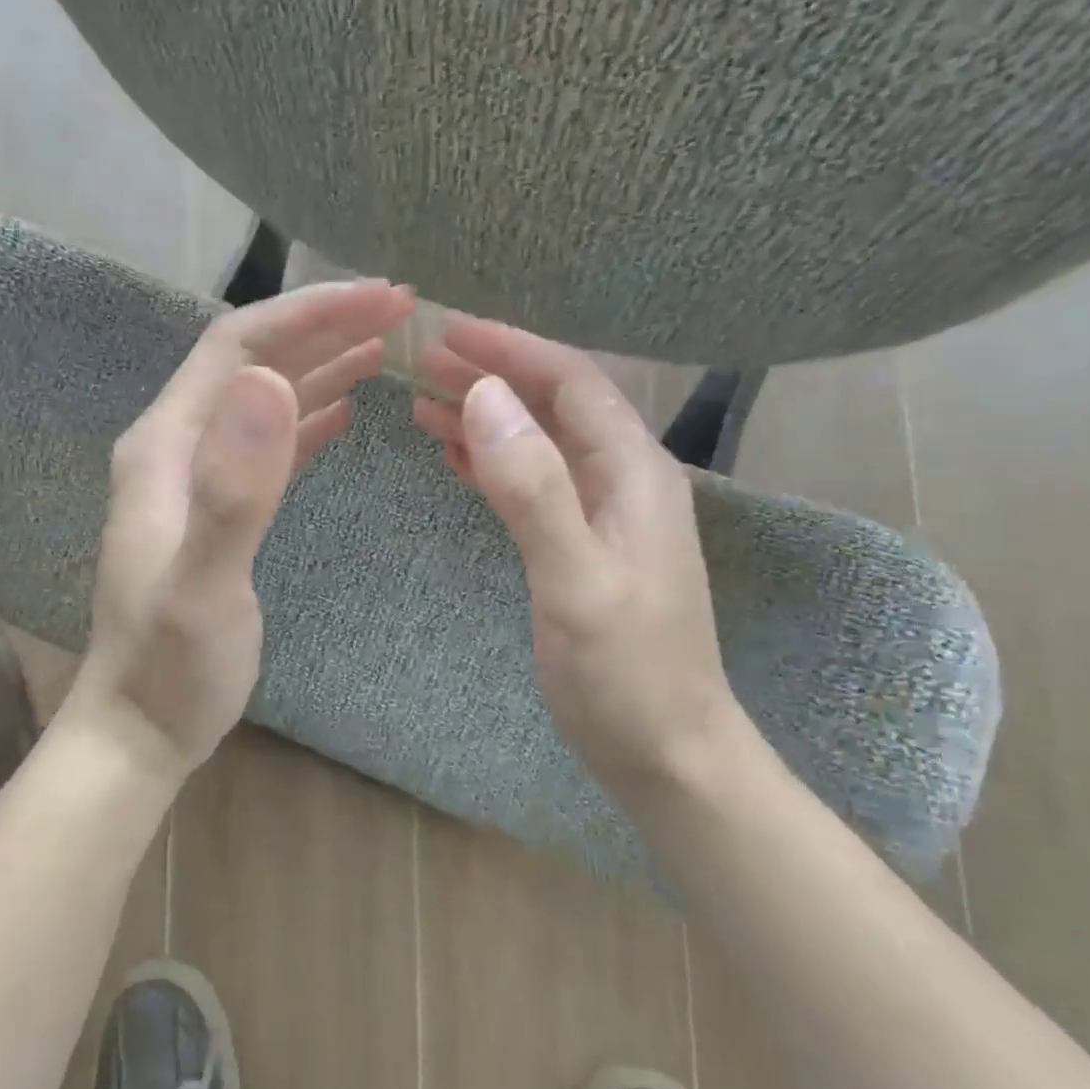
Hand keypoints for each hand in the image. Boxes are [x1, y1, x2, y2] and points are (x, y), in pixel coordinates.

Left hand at [69, 279, 414, 782]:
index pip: (240, 345)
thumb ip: (234, 488)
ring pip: (264, 400)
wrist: (142, 726)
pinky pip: (268, 445)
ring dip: (323, 367)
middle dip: (326, 328)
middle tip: (402, 313)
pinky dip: (308, 419)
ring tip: (386, 349)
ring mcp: (197, 479)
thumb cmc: (173, 666)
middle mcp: (177, 447)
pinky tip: (344, 413)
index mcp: (167, 445)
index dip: (311, 313)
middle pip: (254, 363)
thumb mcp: (204, 584)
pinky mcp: (219, 510)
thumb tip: (270, 383)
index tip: (384, 299)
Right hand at [413, 317, 741, 799]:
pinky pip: (536, 486)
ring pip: (540, 445)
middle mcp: (625, 482)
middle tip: (421, 364)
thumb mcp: (577, 583)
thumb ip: (534, 490)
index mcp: (634, 474)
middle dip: (491, 378)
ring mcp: (605, 517)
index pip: (571, 383)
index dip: (510, 351)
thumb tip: (486, 399)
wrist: (668, 754)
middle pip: (554, 407)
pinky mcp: (584, 549)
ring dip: (488, 420)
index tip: (446, 333)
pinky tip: (459, 459)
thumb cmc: (627, 676)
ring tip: (424, 405)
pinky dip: (495, 465)